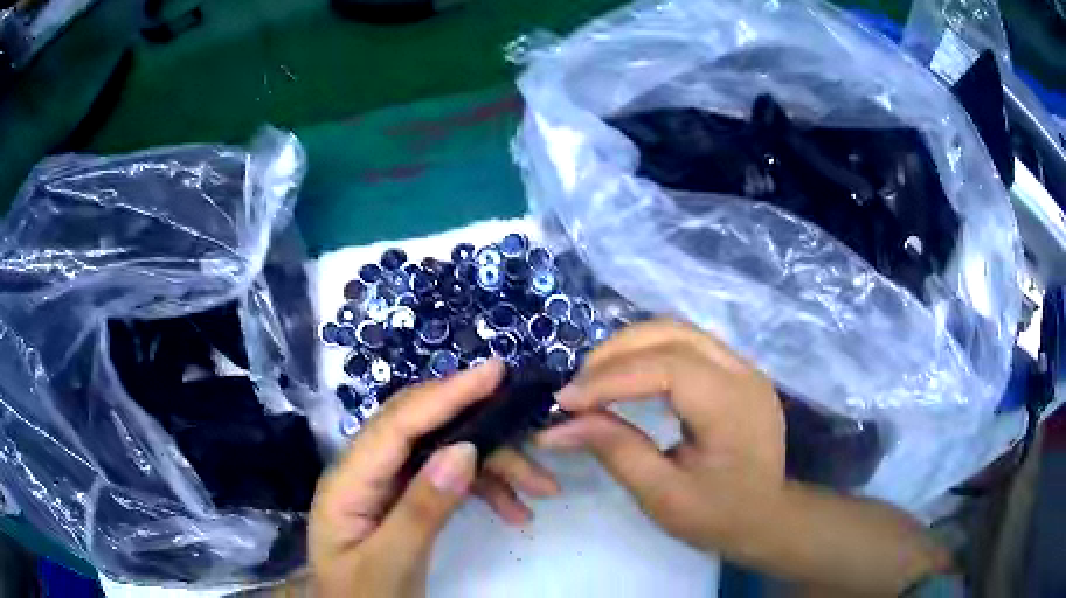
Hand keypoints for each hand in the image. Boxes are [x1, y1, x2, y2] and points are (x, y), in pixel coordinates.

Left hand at [310, 359, 558, 597]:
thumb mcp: (391, 564)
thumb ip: (421, 510)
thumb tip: (463, 449)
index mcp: (347, 482)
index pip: (397, 425)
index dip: (446, 395)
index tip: (495, 372)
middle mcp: (364, 472)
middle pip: (424, 431)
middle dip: (481, 428)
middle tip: (532, 429)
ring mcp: (385, 486)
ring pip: (443, 454)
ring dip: (493, 465)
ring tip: (543, 488)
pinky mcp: (403, 500)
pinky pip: (447, 481)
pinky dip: (484, 489)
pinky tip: (515, 510)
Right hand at [537, 319, 786, 551]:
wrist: (767, 517)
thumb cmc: (718, 515)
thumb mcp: (662, 496)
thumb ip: (616, 451)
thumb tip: (559, 427)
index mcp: (731, 406)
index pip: (666, 368)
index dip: (610, 379)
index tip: (565, 401)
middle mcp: (743, 372)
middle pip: (672, 334)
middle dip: (616, 353)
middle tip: (578, 387)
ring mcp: (744, 367)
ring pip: (679, 331)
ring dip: (631, 347)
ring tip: (596, 379)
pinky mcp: (738, 371)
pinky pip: (688, 345)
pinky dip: (650, 353)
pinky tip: (629, 376)